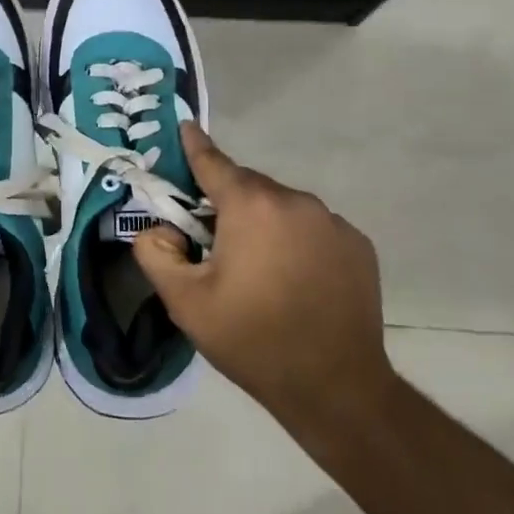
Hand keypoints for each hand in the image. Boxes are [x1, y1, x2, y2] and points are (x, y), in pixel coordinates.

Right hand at [133, 124, 393, 441]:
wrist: (335, 387)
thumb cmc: (251, 338)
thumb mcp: (184, 301)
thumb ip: (154, 252)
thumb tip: (160, 227)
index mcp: (251, 206)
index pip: (213, 162)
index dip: (194, 145)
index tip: (185, 126)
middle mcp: (295, 201)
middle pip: (248, 188)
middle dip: (227, 204)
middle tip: (213, 243)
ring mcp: (332, 222)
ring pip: (281, 208)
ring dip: (263, 223)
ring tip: (258, 269)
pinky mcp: (358, 245)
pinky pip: (313, 228)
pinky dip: (296, 240)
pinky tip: (294, 278)